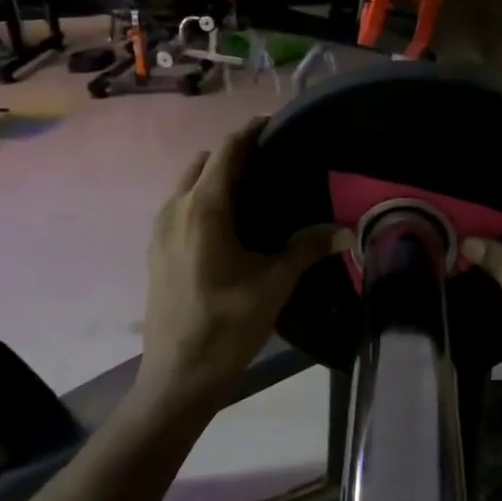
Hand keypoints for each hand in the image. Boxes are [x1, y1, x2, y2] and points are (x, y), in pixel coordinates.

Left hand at [137, 117, 348, 413]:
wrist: (178, 376)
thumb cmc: (227, 325)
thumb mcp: (274, 283)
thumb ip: (308, 248)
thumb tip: (346, 229)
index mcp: (203, 208)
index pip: (226, 151)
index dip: (250, 133)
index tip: (274, 124)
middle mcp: (174, 208)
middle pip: (202, 162)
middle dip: (231, 154)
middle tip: (268, 161)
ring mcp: (159, 230)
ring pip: (186, 185)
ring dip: (213, 177)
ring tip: (250, 190)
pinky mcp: (155, 251)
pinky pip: (178, 207)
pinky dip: (200, 200)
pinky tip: (226, 225)